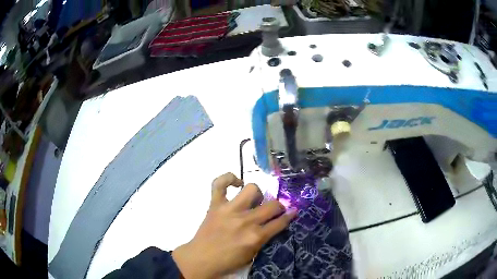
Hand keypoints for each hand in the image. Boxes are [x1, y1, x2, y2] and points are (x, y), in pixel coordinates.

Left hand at [172, 172, 296, 278]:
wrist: (200, 259)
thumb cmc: (227, 261)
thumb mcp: (252, 255)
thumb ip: (264, 239)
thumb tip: (274, 225)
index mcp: (256, 236)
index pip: (280, 222)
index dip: (290, 216)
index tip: (293, 211)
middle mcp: (245, 220)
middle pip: (272, 205)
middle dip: (278, 206)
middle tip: (274, 210)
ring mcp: (229, 210)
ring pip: (252, 189)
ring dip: (257, 194)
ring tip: (254, 200)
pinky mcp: (215, 204)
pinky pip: (220, 183)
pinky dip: (228, 179)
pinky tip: (236, 183)